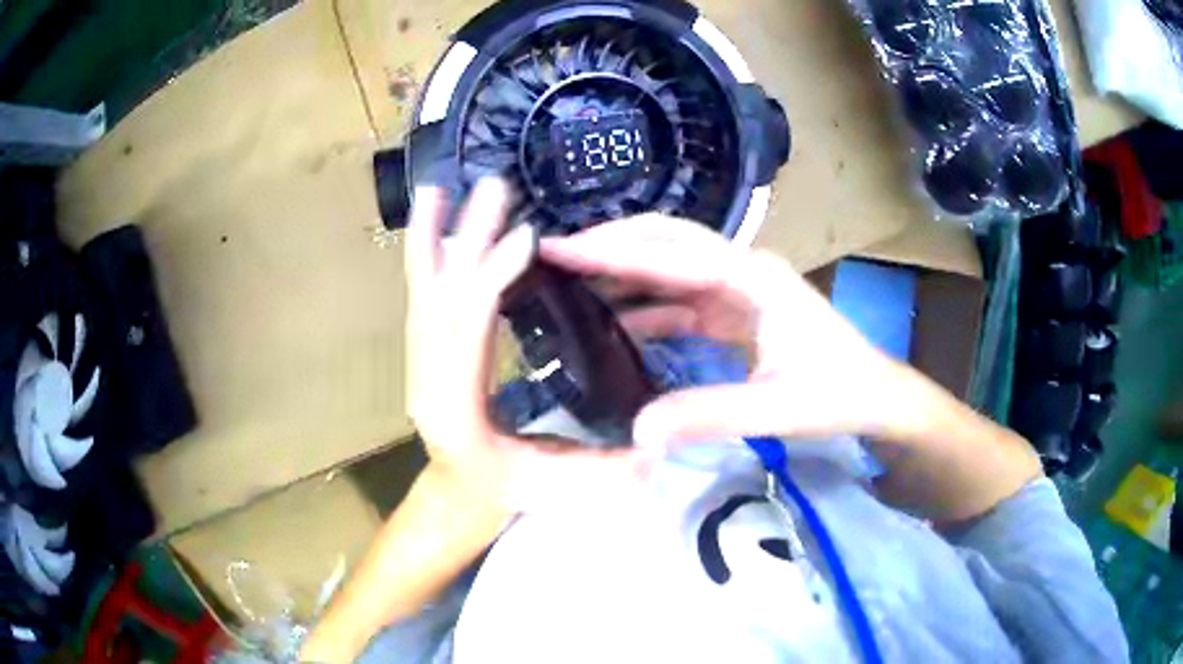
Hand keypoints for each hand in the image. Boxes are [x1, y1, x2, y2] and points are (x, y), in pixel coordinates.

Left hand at [405, 180, 643, 511]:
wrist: (459, 494)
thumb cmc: (505, 492)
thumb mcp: (558, 487)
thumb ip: (605, 474)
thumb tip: (657, 451)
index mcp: (459, 410)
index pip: (471, 333)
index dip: (494, 280)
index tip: (526, 236)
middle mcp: (428, 378)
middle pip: (442, 298)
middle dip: (468, 238)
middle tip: (493, 190)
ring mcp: (420, 362)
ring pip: (421, 290)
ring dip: (431, 236)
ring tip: (437, 189)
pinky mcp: (425, 350)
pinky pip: (421, 295)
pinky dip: (423, 254)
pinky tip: (430, 222)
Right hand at [541, 215, 904, 446]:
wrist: (876, 395)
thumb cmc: (837, 393)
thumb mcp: (776, 408)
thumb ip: (708, 415)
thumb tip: (636, 432)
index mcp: (751, 277)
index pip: (670, 253)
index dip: (611, 249)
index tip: (559, 248)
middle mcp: (741, 269)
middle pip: (665, 242)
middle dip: (610, 245)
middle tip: (554, 256)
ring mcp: (738, 288)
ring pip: (669, 268)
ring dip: (623, 272)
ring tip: (571, 282)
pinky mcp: (736, 311)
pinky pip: (680, 301)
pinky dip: (646, 307)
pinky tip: (615, 323)